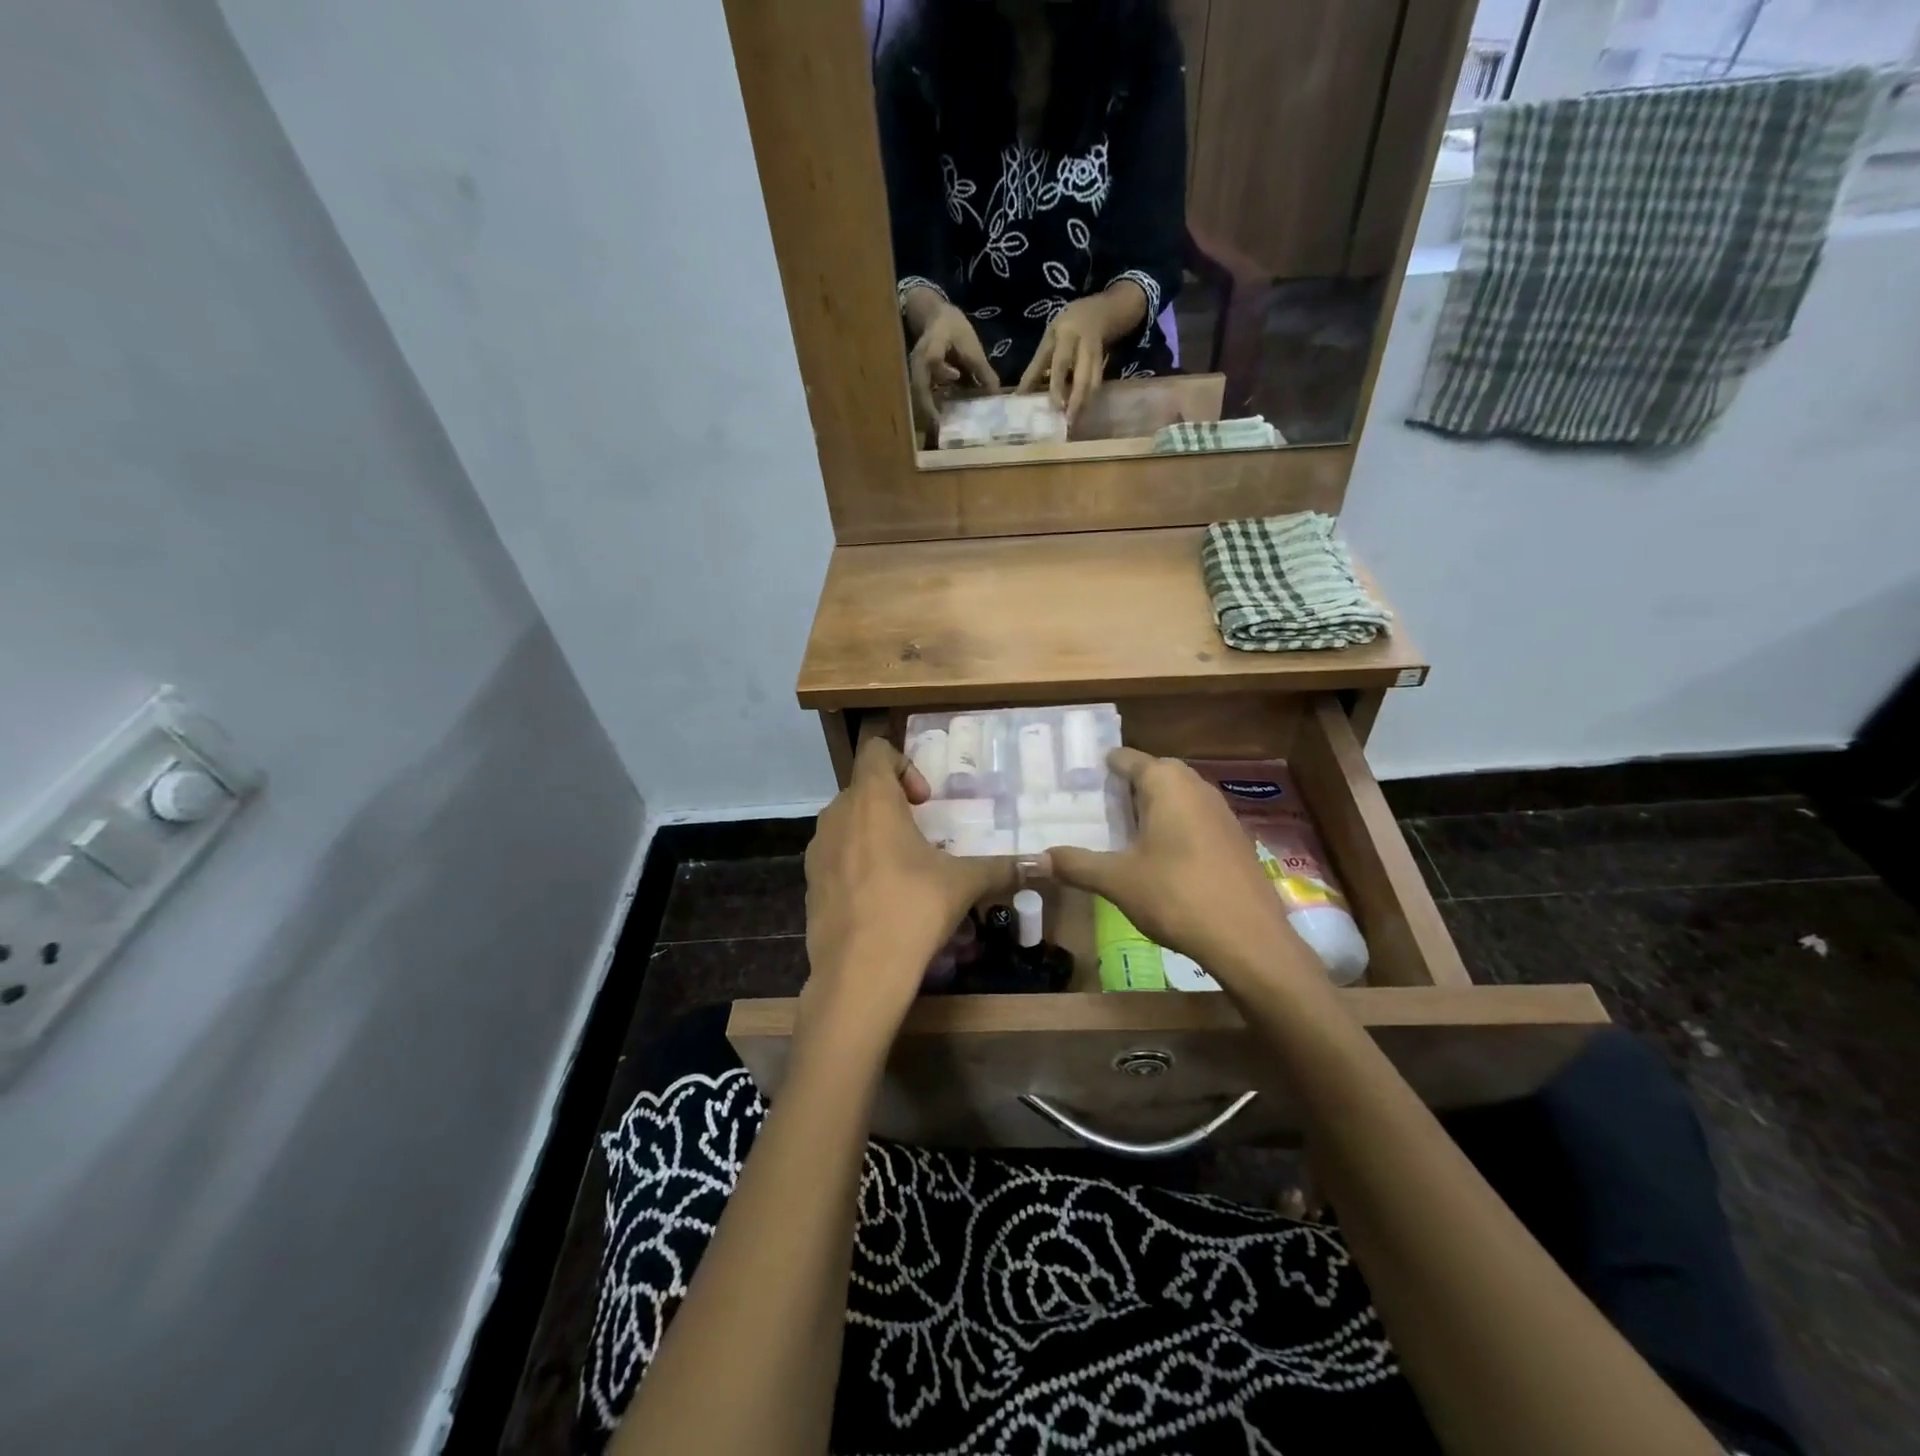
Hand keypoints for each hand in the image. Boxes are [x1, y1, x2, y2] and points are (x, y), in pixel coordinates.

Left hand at [801, 737, 1017, 1048]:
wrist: (858, 973)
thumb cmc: (913, 909)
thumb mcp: (963, 884)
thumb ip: (1001, 867)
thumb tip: (1043, 864)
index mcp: (871, 799)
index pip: (877, 751)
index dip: (904, 765)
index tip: (925, 801)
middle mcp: (837, 815)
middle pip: (863, 788)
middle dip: (894, 804)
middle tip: (923, 836)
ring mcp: (817, 850)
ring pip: (847, 823)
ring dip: (874, 833)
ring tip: (904, 868)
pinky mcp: (809, 883)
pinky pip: (835, 857)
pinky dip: (856, 863)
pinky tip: (880, 899)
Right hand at [905, 292, 998, 438]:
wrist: (935, 318)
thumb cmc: (955, 330)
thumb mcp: (972, 345)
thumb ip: (983, 371)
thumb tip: (996, 396)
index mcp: (934, 344)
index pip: (933, 357)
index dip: (943, 369)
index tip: (956, 376)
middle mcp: (919, 360)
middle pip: (919, 386)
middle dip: (929, 408)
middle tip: (941, 426)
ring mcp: (915, 371)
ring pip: (918, 395)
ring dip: (928, 412)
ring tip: (940, 429)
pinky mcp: (917, 380)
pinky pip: (922, 397)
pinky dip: (930, 410)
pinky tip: (941, 422)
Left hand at [1017, 281, 1146, 423]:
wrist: (1098, 312)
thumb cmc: (1065, 327)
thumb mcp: (1048, 339)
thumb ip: (1037, 366)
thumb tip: (1020, 395)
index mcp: (1067, 334)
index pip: (1061, 363)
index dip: (1057, 385)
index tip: (1054, 406)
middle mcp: (1084, 344)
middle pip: (1083, 376)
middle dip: (1076, 400)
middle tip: (1069, 421)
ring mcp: (1097, 354)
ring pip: (1093, 383)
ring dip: (1084, 404)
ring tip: (1074, 423)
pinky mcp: (1104, 364)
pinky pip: (1097, 385)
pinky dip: (1089, 400)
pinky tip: (1081, 415)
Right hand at [1046, 749, 1319, 994]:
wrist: (1249, 940)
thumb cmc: (1177, 896)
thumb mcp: (1117, 881)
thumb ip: (1076, 865)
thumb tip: (1035, 860)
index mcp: (1167, 784)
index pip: (1129, 759)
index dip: (1104, 765)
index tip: (1079, 775)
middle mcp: (1197, 787)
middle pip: (1156, 774)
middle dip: (1127, 785)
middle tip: (1095, 804)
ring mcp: (1222, 813)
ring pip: (1179, 797)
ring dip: (1153, 807)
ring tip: (1122, 829)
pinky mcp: (1235, 839)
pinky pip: (1196, 819)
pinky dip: (1174, 826)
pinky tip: (1159, 856)